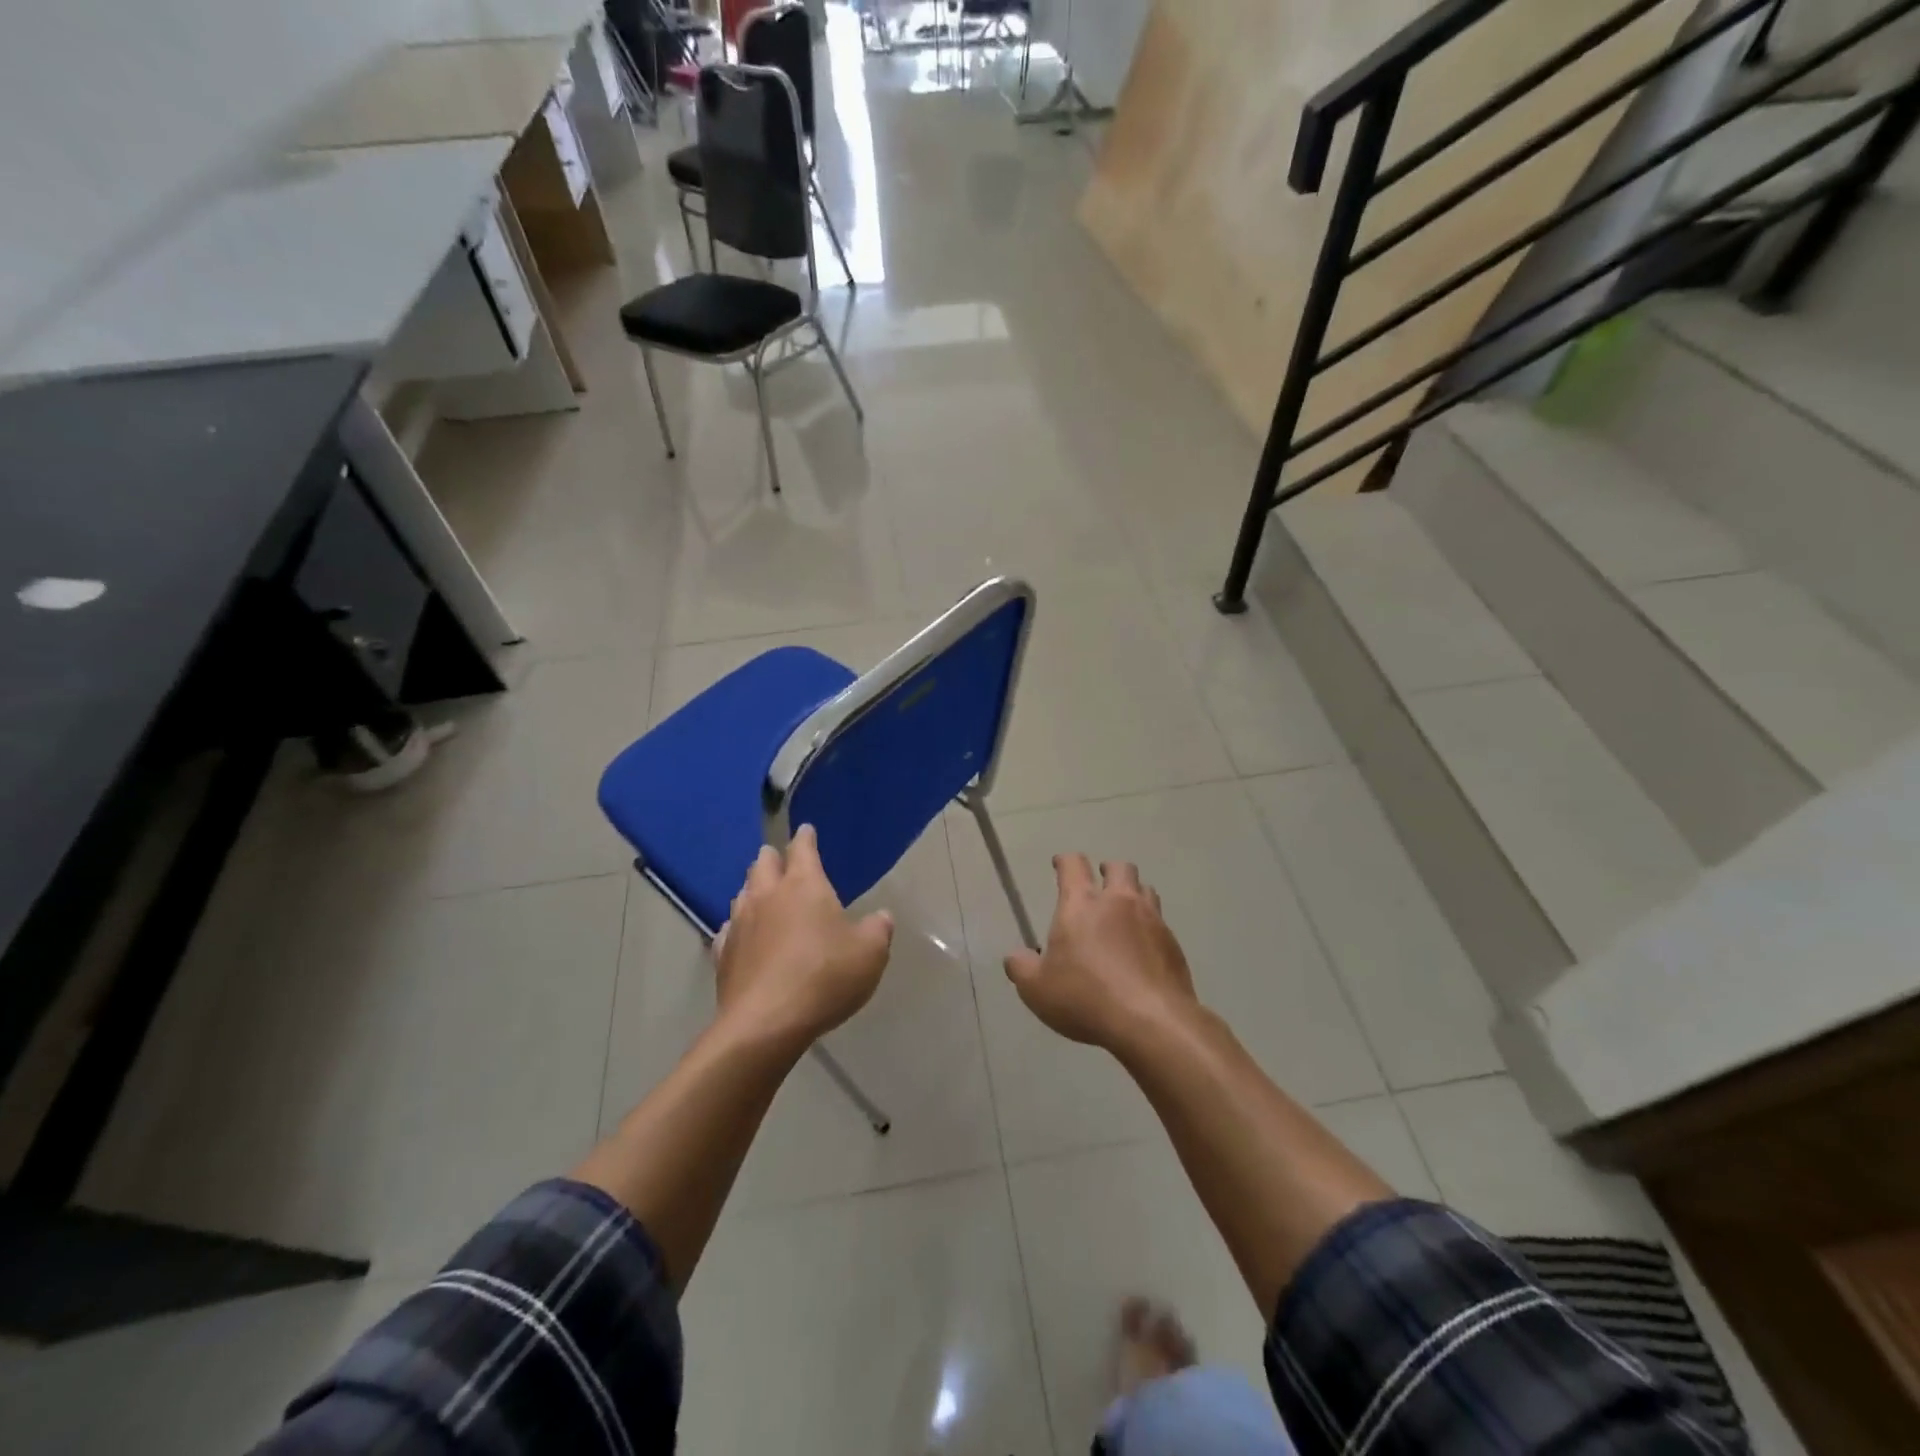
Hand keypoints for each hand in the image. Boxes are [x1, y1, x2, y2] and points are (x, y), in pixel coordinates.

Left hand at [711, 825, 894, 1051]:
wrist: (767, 1023)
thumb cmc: (825, 977)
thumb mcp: (870, 953)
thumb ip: (878, 930)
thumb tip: (881, 917)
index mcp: (804, 885)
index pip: (802, 849)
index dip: (806, 838)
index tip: (806, 830)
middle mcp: (767, 895)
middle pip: (762, 864)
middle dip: (772, 857)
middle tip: (779, 859)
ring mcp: (740, 924)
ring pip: (742, 894)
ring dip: (753, 889)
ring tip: (762, 894)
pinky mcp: (723, 955)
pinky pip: (729, 930)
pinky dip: (738, 926)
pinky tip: (742, 934)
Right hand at [1003, 854, 1199, 1054]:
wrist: (1151, 1021)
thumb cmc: (1085, 998)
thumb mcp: (1037, 989)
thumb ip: (1021, 968)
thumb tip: (1015, 957)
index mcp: (1081, 905)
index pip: (1073, 865)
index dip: (1065, 861)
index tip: (1060, 864)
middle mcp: (1119, 902)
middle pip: (1119, 868)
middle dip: (1108, 870)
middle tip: (1100, 883)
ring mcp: (1151, 920)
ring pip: (1146, 890)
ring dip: (1134, 894)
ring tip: (1125, 913)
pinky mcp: (1173, 944)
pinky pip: (1161, 924)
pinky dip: (1150, 928)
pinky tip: (1143, 950)